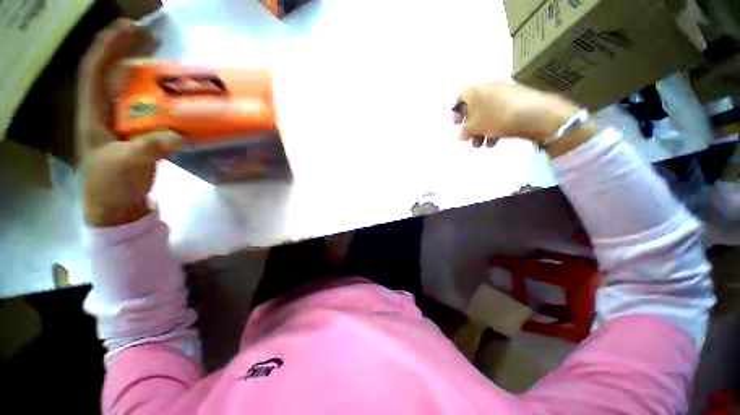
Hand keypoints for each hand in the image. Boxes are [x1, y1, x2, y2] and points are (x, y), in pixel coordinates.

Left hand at [78, 19, 181, 226]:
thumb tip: (180, 136)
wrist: (117, 204)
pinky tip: (177, 100)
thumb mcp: (124, 165)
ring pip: (132, 91)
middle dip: (129, 52)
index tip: (129, 28)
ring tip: (168, 65)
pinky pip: (150, 110)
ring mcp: (123, 123)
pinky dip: (163, 101)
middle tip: (152, 40)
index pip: (94, 70)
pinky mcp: (140, 133)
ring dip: (148, 76)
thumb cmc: (110, 184)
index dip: (108, 46)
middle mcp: (106, 111)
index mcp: (93, 113)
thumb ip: (148, 148)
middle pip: (113, 74)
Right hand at [453, 81, 580, 147]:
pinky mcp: (516, 101)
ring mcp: (504, 93)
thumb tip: (461, 135)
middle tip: (469, 139)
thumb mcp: (475, 127)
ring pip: (486, 113)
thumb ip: (465, 131)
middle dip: (470, 126)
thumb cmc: (497, 118)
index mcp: (475, 90)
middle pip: (474, 108)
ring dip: (481, 130)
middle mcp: (489, 88)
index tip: (456, 125)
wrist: (535, 114)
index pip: (460, 98)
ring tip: (481, 144)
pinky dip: (494, 127)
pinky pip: (499, 113)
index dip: (456, 112)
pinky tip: (494, 141)